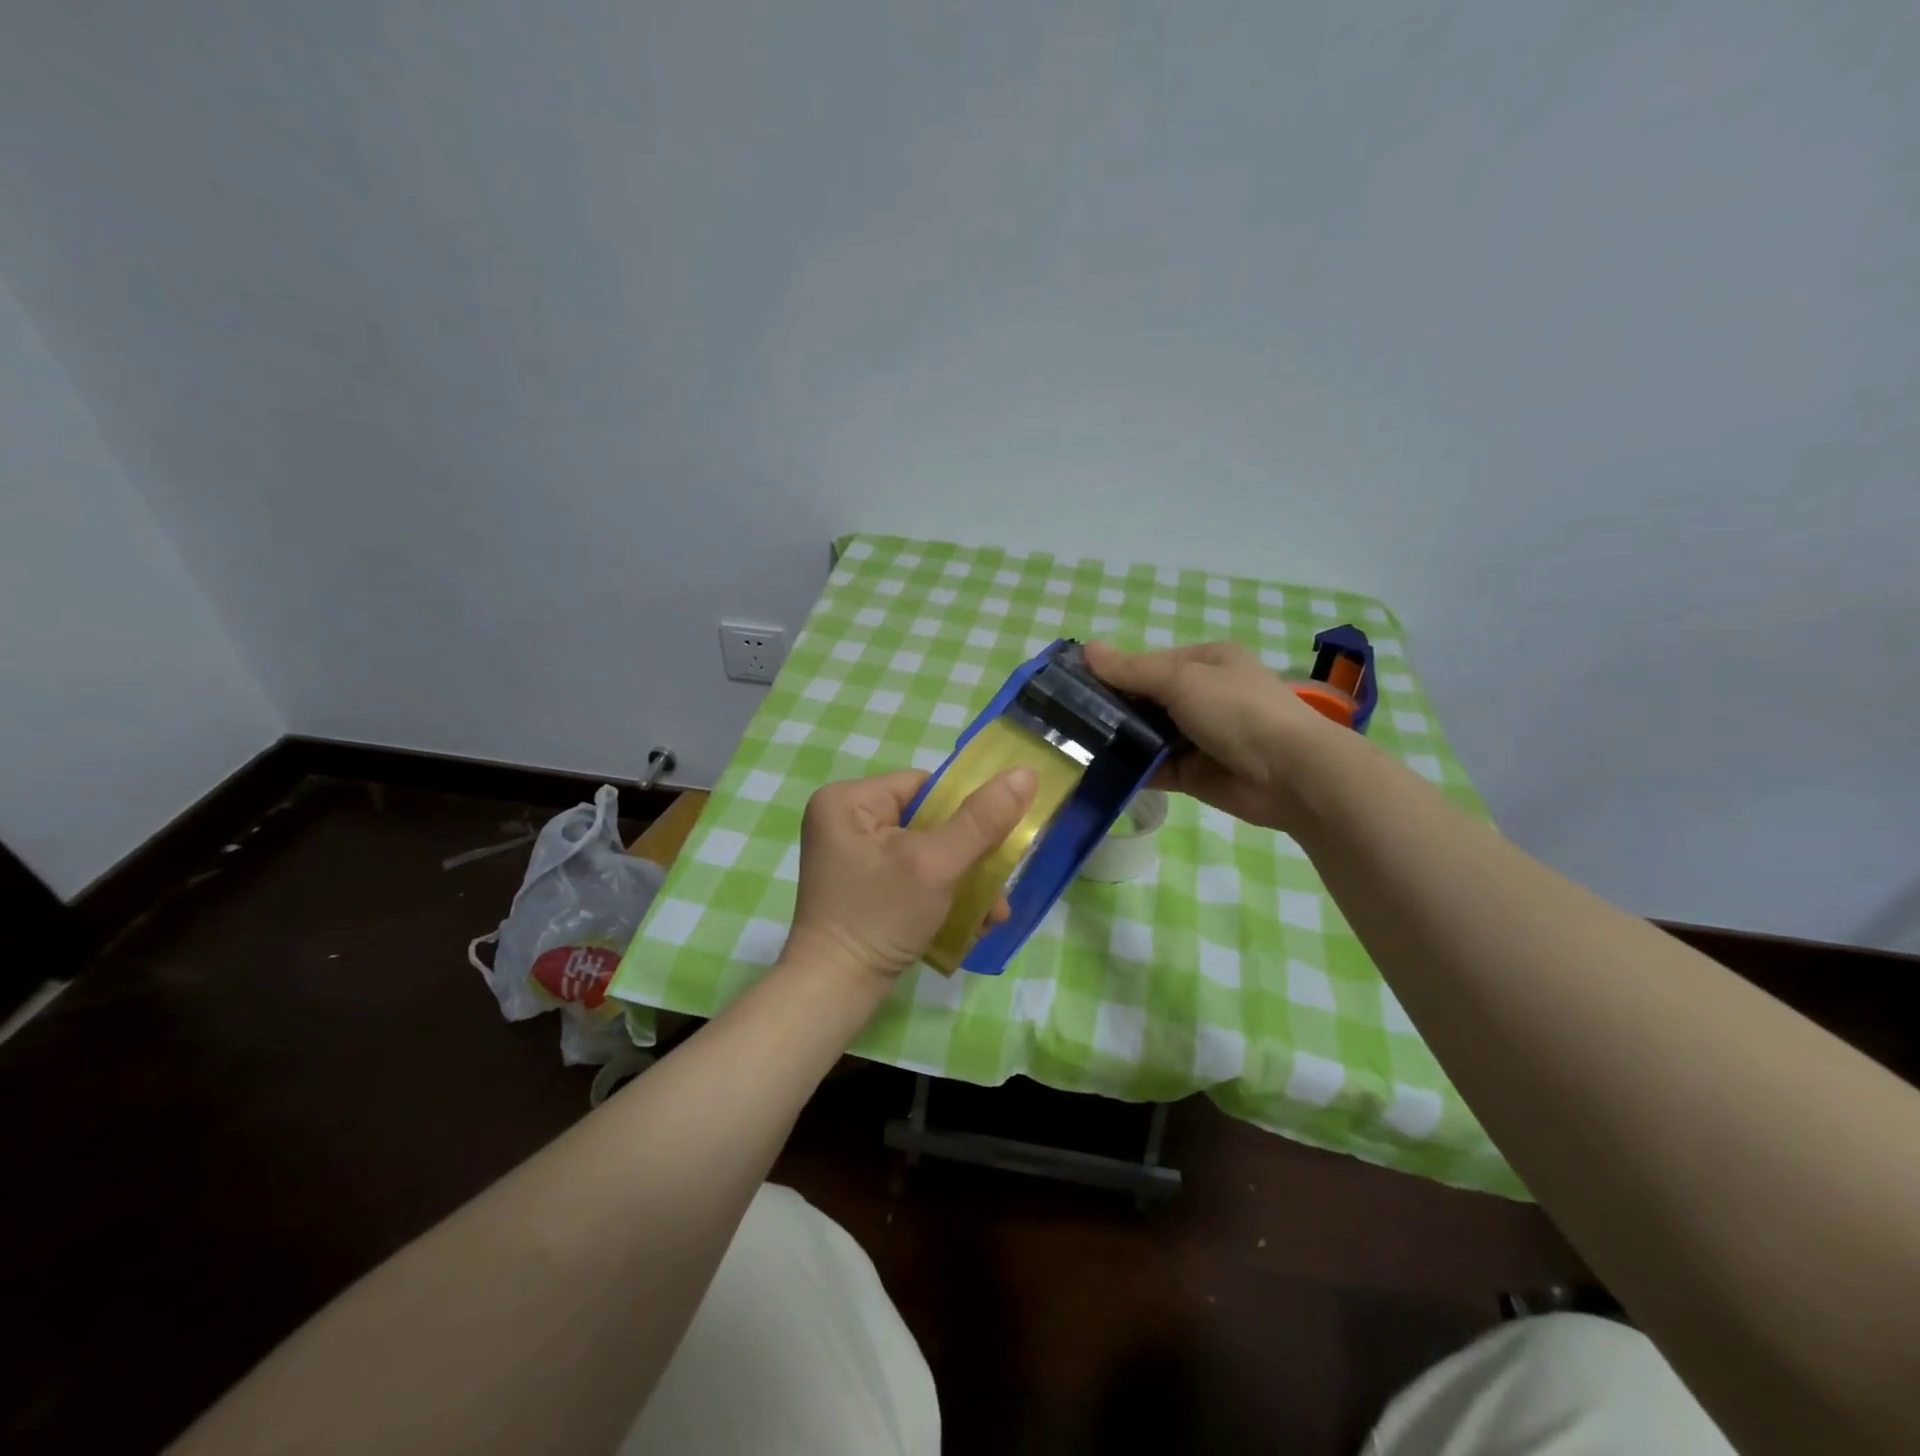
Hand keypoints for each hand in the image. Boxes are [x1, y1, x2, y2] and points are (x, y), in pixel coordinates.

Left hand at [784, 767, 1037, 983]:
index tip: (996, 843)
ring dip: (963, 881)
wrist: (833, 992)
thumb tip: (1026, 772)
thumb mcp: (937, 864)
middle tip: (999, 888)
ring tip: (992, 914)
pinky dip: (941, 894)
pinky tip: (970, 922)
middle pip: (929, 821)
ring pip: (925, 852)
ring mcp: (851, 856)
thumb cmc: (880, 917)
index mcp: (849, 800)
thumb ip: (982, 820)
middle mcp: (844, 820)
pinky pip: (911, 875)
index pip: (925, 787)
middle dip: (970, 857)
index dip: (965, 812)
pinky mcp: (861, 886)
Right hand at [1084, 640, 1335, 831]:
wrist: (1290, 774)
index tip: (1072, 684)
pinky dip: (1130, 769)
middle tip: (1063, 719)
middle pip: (1144, 700)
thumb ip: (1132, 670)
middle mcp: (1201, 696)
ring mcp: (1197, 736)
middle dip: (1110, 709)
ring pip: (1146, 735)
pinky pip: (1154, 767)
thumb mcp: (1182, 680)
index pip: (1148, 663)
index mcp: (1205, 662)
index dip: (1112, 672)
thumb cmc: (1238, 711)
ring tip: (1072, 746)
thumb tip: (1087, 649)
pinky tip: (1096, 771)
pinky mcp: (1193, 773)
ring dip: (1117, 740)